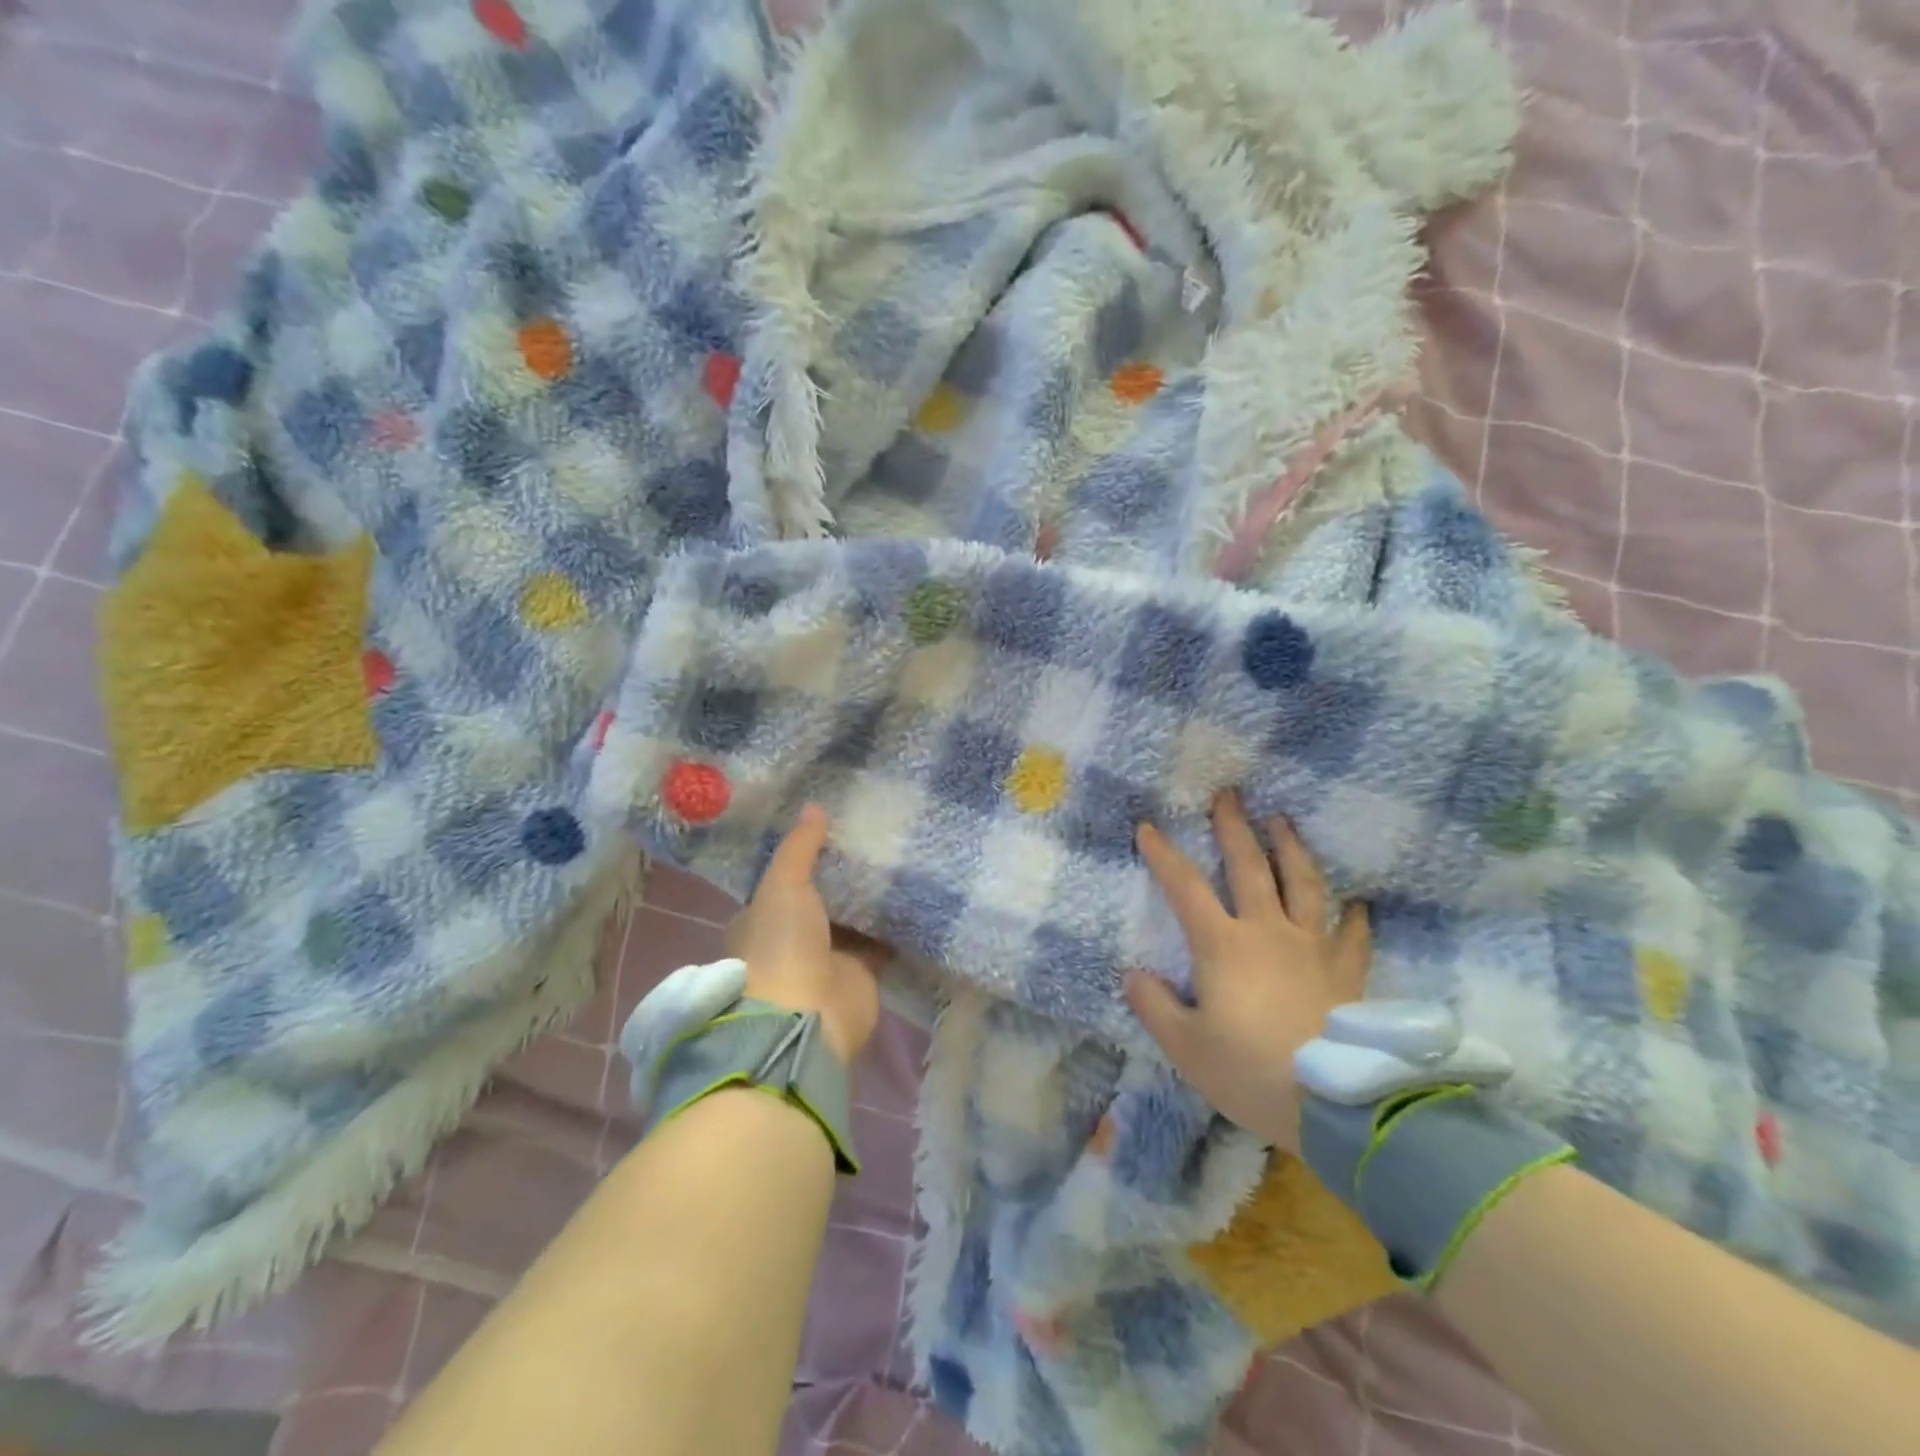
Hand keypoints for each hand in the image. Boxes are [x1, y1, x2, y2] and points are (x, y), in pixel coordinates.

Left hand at [725, 804, 885, 1062]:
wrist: (806, 1017)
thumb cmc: (781, 946)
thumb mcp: (782, 885)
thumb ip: (799, 848)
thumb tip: (813, 806)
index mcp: (761, 920)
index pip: (781, 884)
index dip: (801, 861)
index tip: (830, 833)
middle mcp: (792, 940)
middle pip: (820, 901)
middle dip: (841, 879)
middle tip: (872, 841)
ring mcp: (827, 959)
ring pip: (852, 922)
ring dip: (869, 901)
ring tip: (898, 859)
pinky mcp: (860, 975)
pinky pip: (880, 944)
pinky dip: (894, 927)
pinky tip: (915, 897)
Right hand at [1126, 792, 1370, 1153]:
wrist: (1335, 1107)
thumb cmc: (1250, 1072)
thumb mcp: (1186, 1047)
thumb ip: (1154, 1007)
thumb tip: (1133, 975)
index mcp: (1223, 945)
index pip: (1185, 888)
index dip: (1164, 855)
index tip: (1148, 827)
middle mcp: (1268, 932)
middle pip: (1250, 867)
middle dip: (1235, 828)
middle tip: (1229, 795)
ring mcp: (1312, 948)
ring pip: (1304, 884)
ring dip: (1291, 848)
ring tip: (1283, 821)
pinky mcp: (1346, 973)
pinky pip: (1352, 936)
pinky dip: (1354, 916)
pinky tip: (1356, 903)